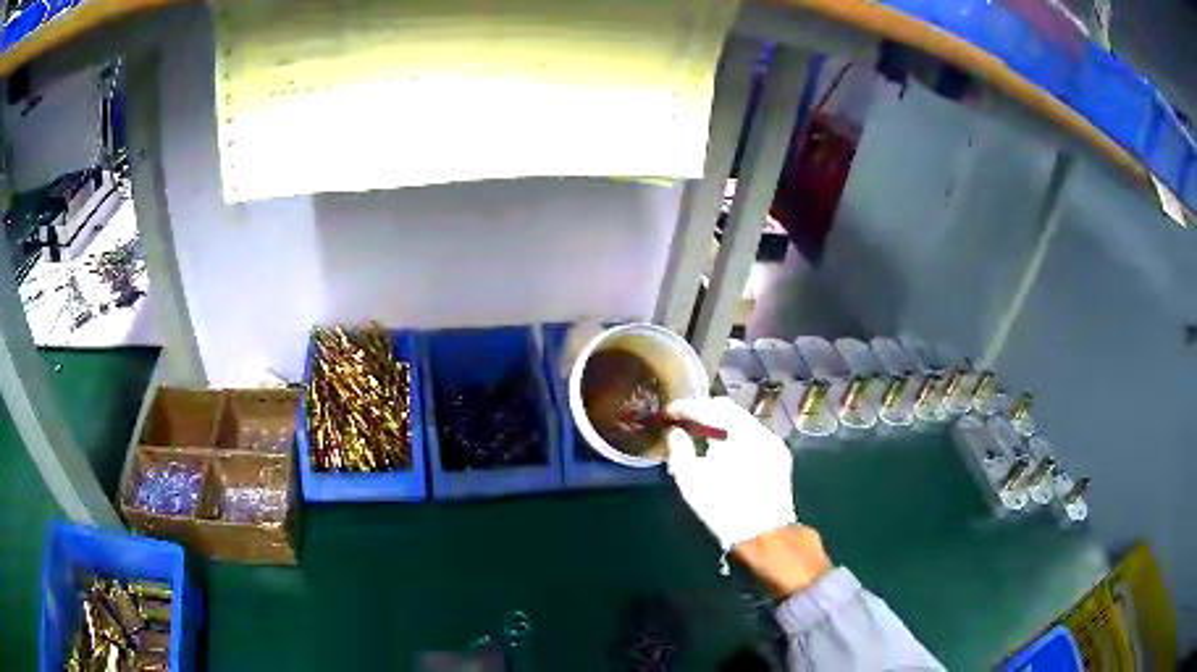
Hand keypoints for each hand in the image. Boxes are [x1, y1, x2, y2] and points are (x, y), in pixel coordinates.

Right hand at [666, 396, 797, 551]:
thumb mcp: (690, 480)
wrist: (763, 535)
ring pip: (743, 423)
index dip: (687, 407)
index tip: (669, 411)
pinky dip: (736, 438)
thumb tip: (676, 432)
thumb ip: (679, 450)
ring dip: (721, 426)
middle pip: (729, 410)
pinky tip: (723, 452)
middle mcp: (761, 430)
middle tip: (683, 421)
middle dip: (704, 413)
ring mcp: (774, 443)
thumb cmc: (723, 507)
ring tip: (701, 437)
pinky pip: (754, 437)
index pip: (711, 407)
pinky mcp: (780, 458)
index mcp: (741, 432)